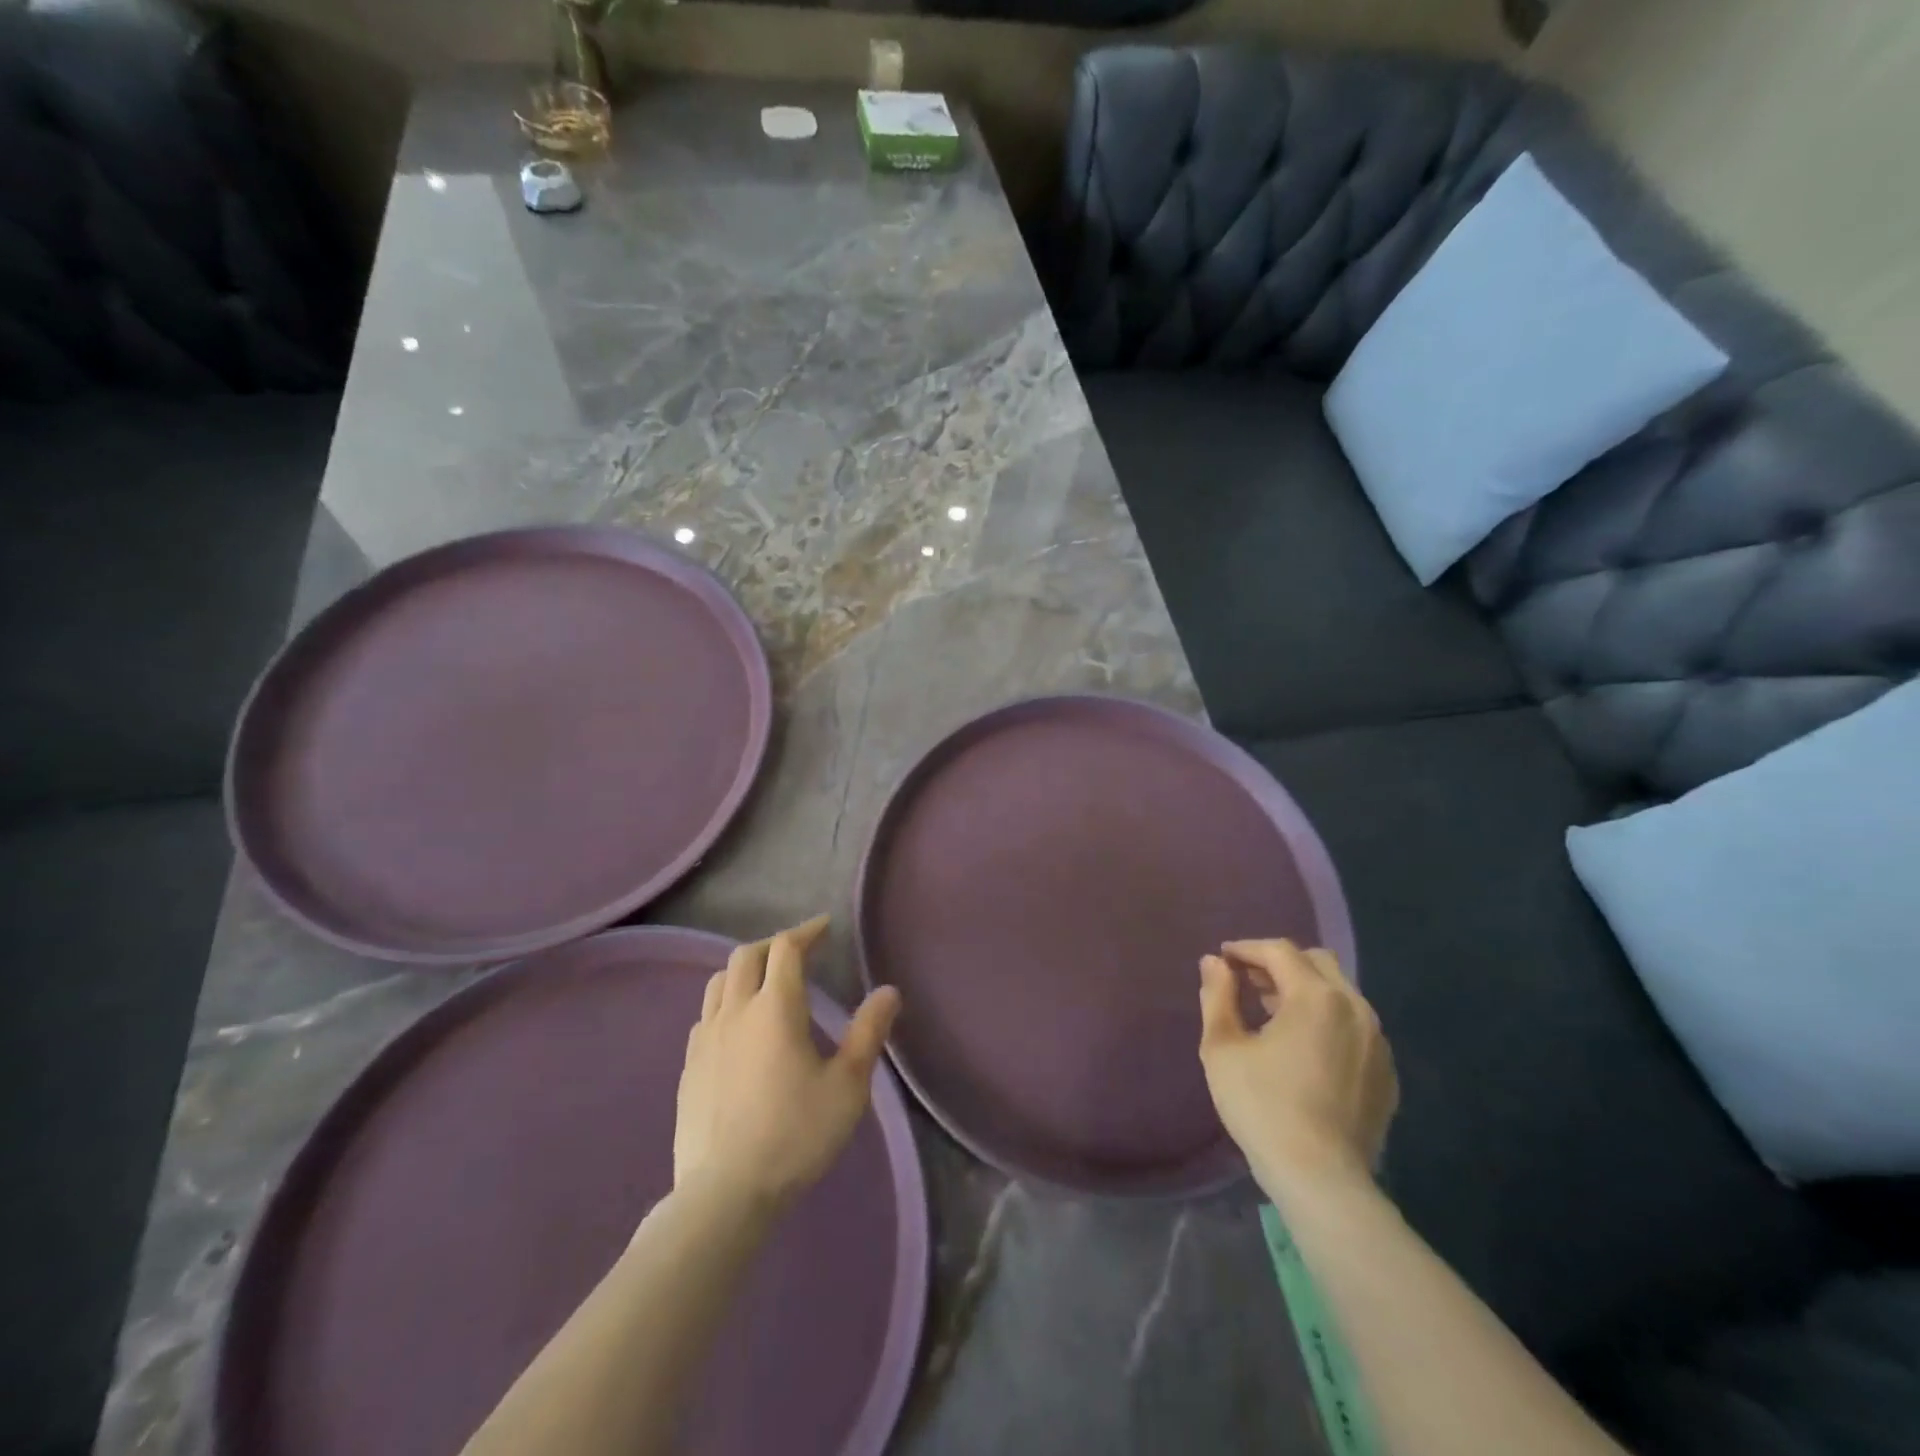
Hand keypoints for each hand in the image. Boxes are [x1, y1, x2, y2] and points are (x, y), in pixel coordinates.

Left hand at [673, 916, 901, 1213]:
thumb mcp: (847, 1086)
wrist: (724, 1194)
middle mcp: (735, 1012)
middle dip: (774, 944)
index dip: (806, 931)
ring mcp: (705, 1039)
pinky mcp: (689, 1067)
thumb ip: (868, 1032)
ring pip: (719, 982)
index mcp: (775, 1008)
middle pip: (746, 956)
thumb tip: (889, 991)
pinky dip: (726, 1003)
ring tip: (766, 982)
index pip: (786, 948)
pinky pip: (705, 1016)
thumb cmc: (795, 1135)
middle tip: (799, 951)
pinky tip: (738, 1027)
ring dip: (745, 970)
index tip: (824, 927)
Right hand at [1197, 939, 1398, 1200]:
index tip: (1223, 959)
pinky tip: (1305, 1048)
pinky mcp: (1386, 1072)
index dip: (1247, 949)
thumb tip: (1214, 962)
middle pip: (1317, 962)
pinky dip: (1328, 1020)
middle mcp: (1355, 1008)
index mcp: (1315, 996)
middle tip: (1249, 982)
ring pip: (1340, 993)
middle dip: (1280, 964)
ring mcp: (1377, 1041)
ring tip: (1273, 1015)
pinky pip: (1355, 1026)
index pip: (1279, 951)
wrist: (1321, 1179)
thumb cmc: (1262, 1106)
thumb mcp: (1222, 1047)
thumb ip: (1218, 995)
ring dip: (1305, 991)